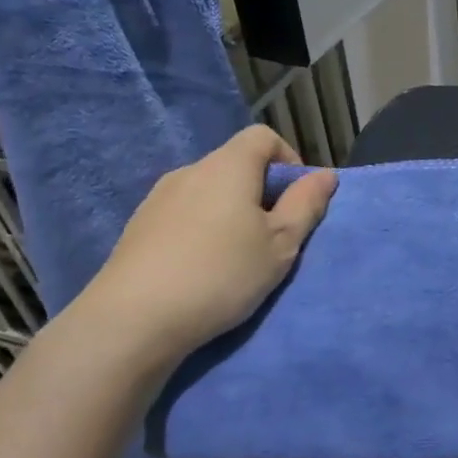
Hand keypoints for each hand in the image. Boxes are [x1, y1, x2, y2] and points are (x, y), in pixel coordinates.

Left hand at [70, 126, 337, 372]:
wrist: (133, 320)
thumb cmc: (221, 273)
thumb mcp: (280, 244)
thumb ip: (306, 205)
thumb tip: (325, 174)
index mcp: (228, 166)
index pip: (263, 137)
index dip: (288, 160)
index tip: (297, 200)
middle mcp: (190, 171)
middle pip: (235, 165)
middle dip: (262, 192)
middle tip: (274, 238)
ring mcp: (158, 199)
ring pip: (208, 192)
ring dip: (231, 213)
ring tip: (238, 258)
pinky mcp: (138, 228)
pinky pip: (184, 215)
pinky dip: (202, 230)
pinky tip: (202, 269)